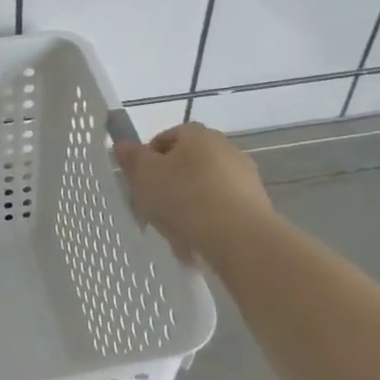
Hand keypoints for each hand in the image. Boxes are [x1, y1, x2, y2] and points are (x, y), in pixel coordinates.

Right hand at [114, 123, 276, 263]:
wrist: (241, 239)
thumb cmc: (185, 198)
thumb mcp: (145, 176)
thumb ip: (131, 158)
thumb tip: (122, 145)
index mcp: (198, 134)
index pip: (166, 137)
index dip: (147, 159)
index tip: (138, 183)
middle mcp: (225, 148)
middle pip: (186, 164)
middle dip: (167, 185)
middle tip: (152, 209)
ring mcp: (245, 177)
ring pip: (203, 190)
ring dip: (187, 207)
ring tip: (173, 235)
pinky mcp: (256, 206)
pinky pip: (221, 211)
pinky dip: (206, 223)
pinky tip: (195, 245)